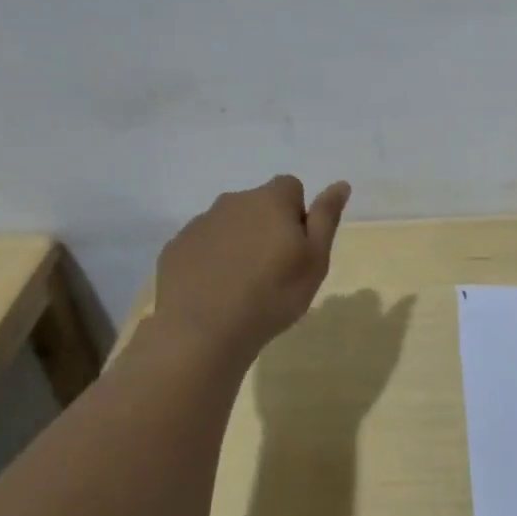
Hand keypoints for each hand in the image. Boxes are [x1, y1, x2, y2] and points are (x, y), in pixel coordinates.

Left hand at [149, 175, 350, 359]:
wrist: (202, 331)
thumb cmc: (272, 295)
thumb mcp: (315, 260)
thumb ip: (326, 217)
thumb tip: (340, 184)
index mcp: (270, 200)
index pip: (291, 187)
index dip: (298, 214)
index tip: (297, 247)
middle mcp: (232, 202)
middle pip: (258, 204)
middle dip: (267, 226)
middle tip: (274, 269)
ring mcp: (199, 224)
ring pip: (229, 224)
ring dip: (239, 242)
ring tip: (243, 283)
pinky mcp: (175, 248)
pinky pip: (202, 245)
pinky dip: (212, 259)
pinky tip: (216, 290)